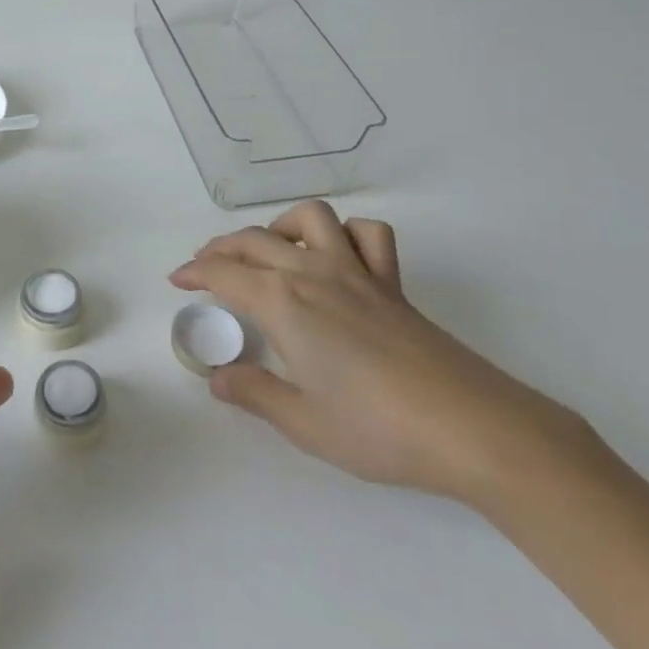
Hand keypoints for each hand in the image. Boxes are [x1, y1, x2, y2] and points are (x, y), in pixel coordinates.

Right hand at [171, 201, 579, 506]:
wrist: (471, 428)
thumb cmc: (378, 429)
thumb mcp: (303, 422)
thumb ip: (254, 393)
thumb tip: (216, 377)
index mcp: (284, 305)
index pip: (224, 274)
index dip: (194, 273)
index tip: (177, 281)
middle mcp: (314, 275)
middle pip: (255, 241)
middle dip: (221, 248)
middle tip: (205, 268)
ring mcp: (357, 273)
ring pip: (310, 219)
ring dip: (279, 226)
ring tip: (268, 250)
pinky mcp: (392, 284)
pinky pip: (368, 236)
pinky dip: (346, 234)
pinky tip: (337, 255)